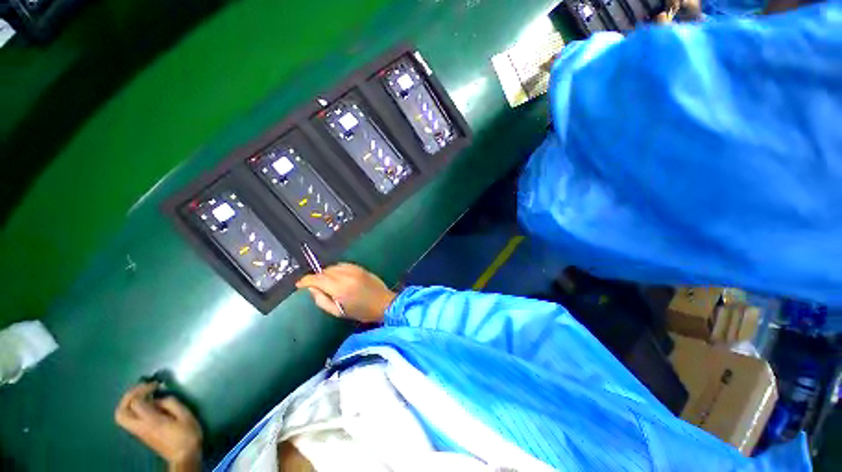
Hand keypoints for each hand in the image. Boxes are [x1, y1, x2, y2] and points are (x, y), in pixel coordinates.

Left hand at [115, 383, 202, 470]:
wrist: (183, 456)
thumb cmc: (187, 435)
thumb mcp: (185, 416)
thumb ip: (172, 404)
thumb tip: (160, 398)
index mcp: (151, 421)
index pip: (136, 403)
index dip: (143, 390)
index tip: (156, 385)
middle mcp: (140, 427)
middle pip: (121, 412)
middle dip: (128, 397)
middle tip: (141, 388)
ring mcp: (139, 432)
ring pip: (122, 417)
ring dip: (128, 403)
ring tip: (142, 395)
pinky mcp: (141, 434)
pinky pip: (130, 419)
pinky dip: (133, 409)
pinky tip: (147, 405)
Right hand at [296, 263, 395, 322]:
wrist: (384, 303)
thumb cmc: (361, 311)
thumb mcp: (338, 312)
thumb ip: (321, 300)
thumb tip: (312, 289)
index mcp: (339, 288)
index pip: (317, 279)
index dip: (306, 280)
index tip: (299, 284)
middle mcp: (346, 275)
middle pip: (325, 271)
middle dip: (317, 277)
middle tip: (316, 286)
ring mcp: (354, 269)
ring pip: (333, 266)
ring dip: (327, 273)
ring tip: (328, 282)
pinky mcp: (360, 267)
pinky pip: (343, 265)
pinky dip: (337, 269)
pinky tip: (338, 277)